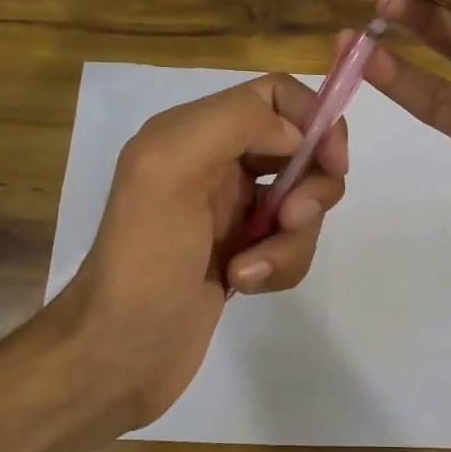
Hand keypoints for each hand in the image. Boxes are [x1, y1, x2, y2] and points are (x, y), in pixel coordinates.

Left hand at [49, 72, 347, 430]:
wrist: (119, 355)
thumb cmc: (144, 260)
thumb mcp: (169, 170)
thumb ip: (233, 123)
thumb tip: (296, 135)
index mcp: (194, 131)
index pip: (275, 96)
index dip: (314, 119)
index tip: (332, 161)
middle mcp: (216, 164)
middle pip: (300, 150)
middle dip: (310, 187)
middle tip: (291, 218)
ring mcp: (230, 212)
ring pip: (301, 203)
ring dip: (291, 238)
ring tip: (250, 270)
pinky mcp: (243, 254)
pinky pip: (290, 245)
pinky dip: (280, 265)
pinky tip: (244, 286)